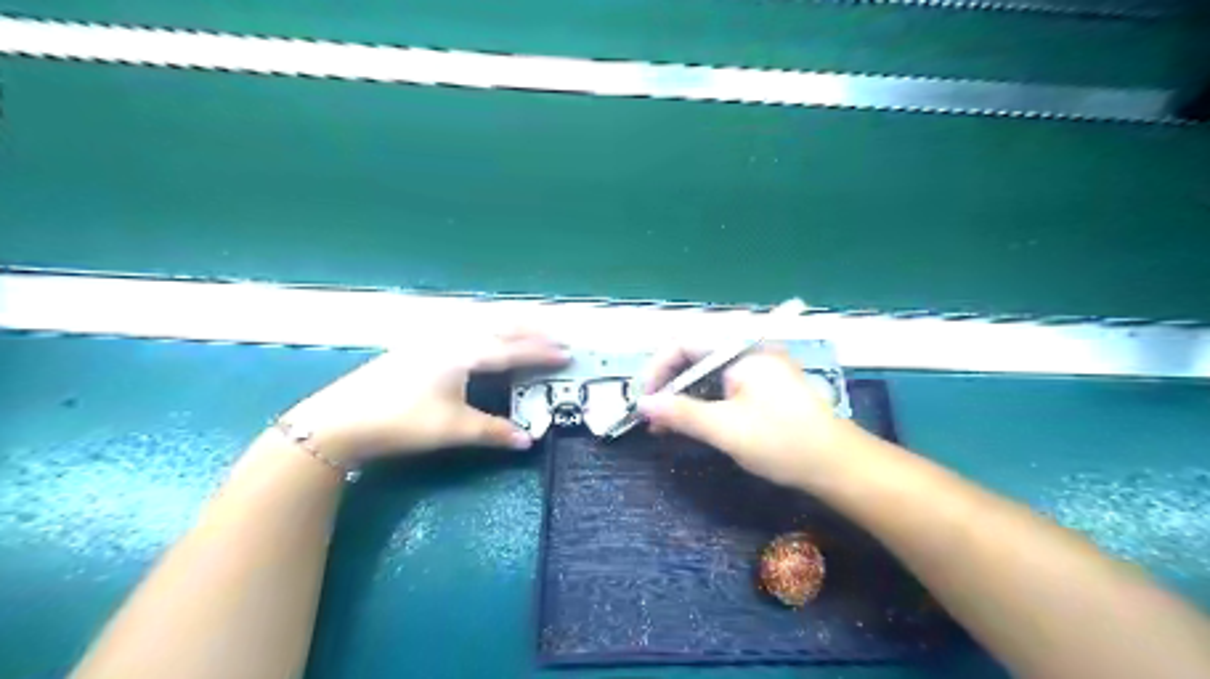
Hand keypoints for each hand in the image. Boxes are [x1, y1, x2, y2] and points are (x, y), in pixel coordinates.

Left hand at [281, 330, 570, 464]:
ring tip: (529, 329)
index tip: (567, 354)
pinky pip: (465, 327)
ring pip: (480, 322)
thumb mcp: (452, 429)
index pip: (512, 349)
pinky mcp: (419, 345)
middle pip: (499, 326)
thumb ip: (493, 431)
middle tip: (556, 334)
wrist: (341, 419)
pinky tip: (484, 335)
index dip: (541, 352)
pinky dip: (487, 327)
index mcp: (464, 353)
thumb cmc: (402, 421)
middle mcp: (451, 338)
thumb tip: (528, 440)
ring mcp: (432, 338)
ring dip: (508, 324)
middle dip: (530, 329)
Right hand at [638, 347, 865, 486]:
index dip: (657, 369)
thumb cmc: (782, 441)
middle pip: (695, 358)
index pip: (684, 344)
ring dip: (683, 398)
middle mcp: (749, 352)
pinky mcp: (764, 389)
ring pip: (707, 376)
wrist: (839, 465)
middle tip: (649, 417)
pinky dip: (703, 405)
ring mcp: (758, 370)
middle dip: (668, 386)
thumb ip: (680, 413)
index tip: (643, 399)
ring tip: (662, 426)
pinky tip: (690, 425)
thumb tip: (642, 403)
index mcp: (741, 350)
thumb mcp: (725, 428)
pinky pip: (723, 389)